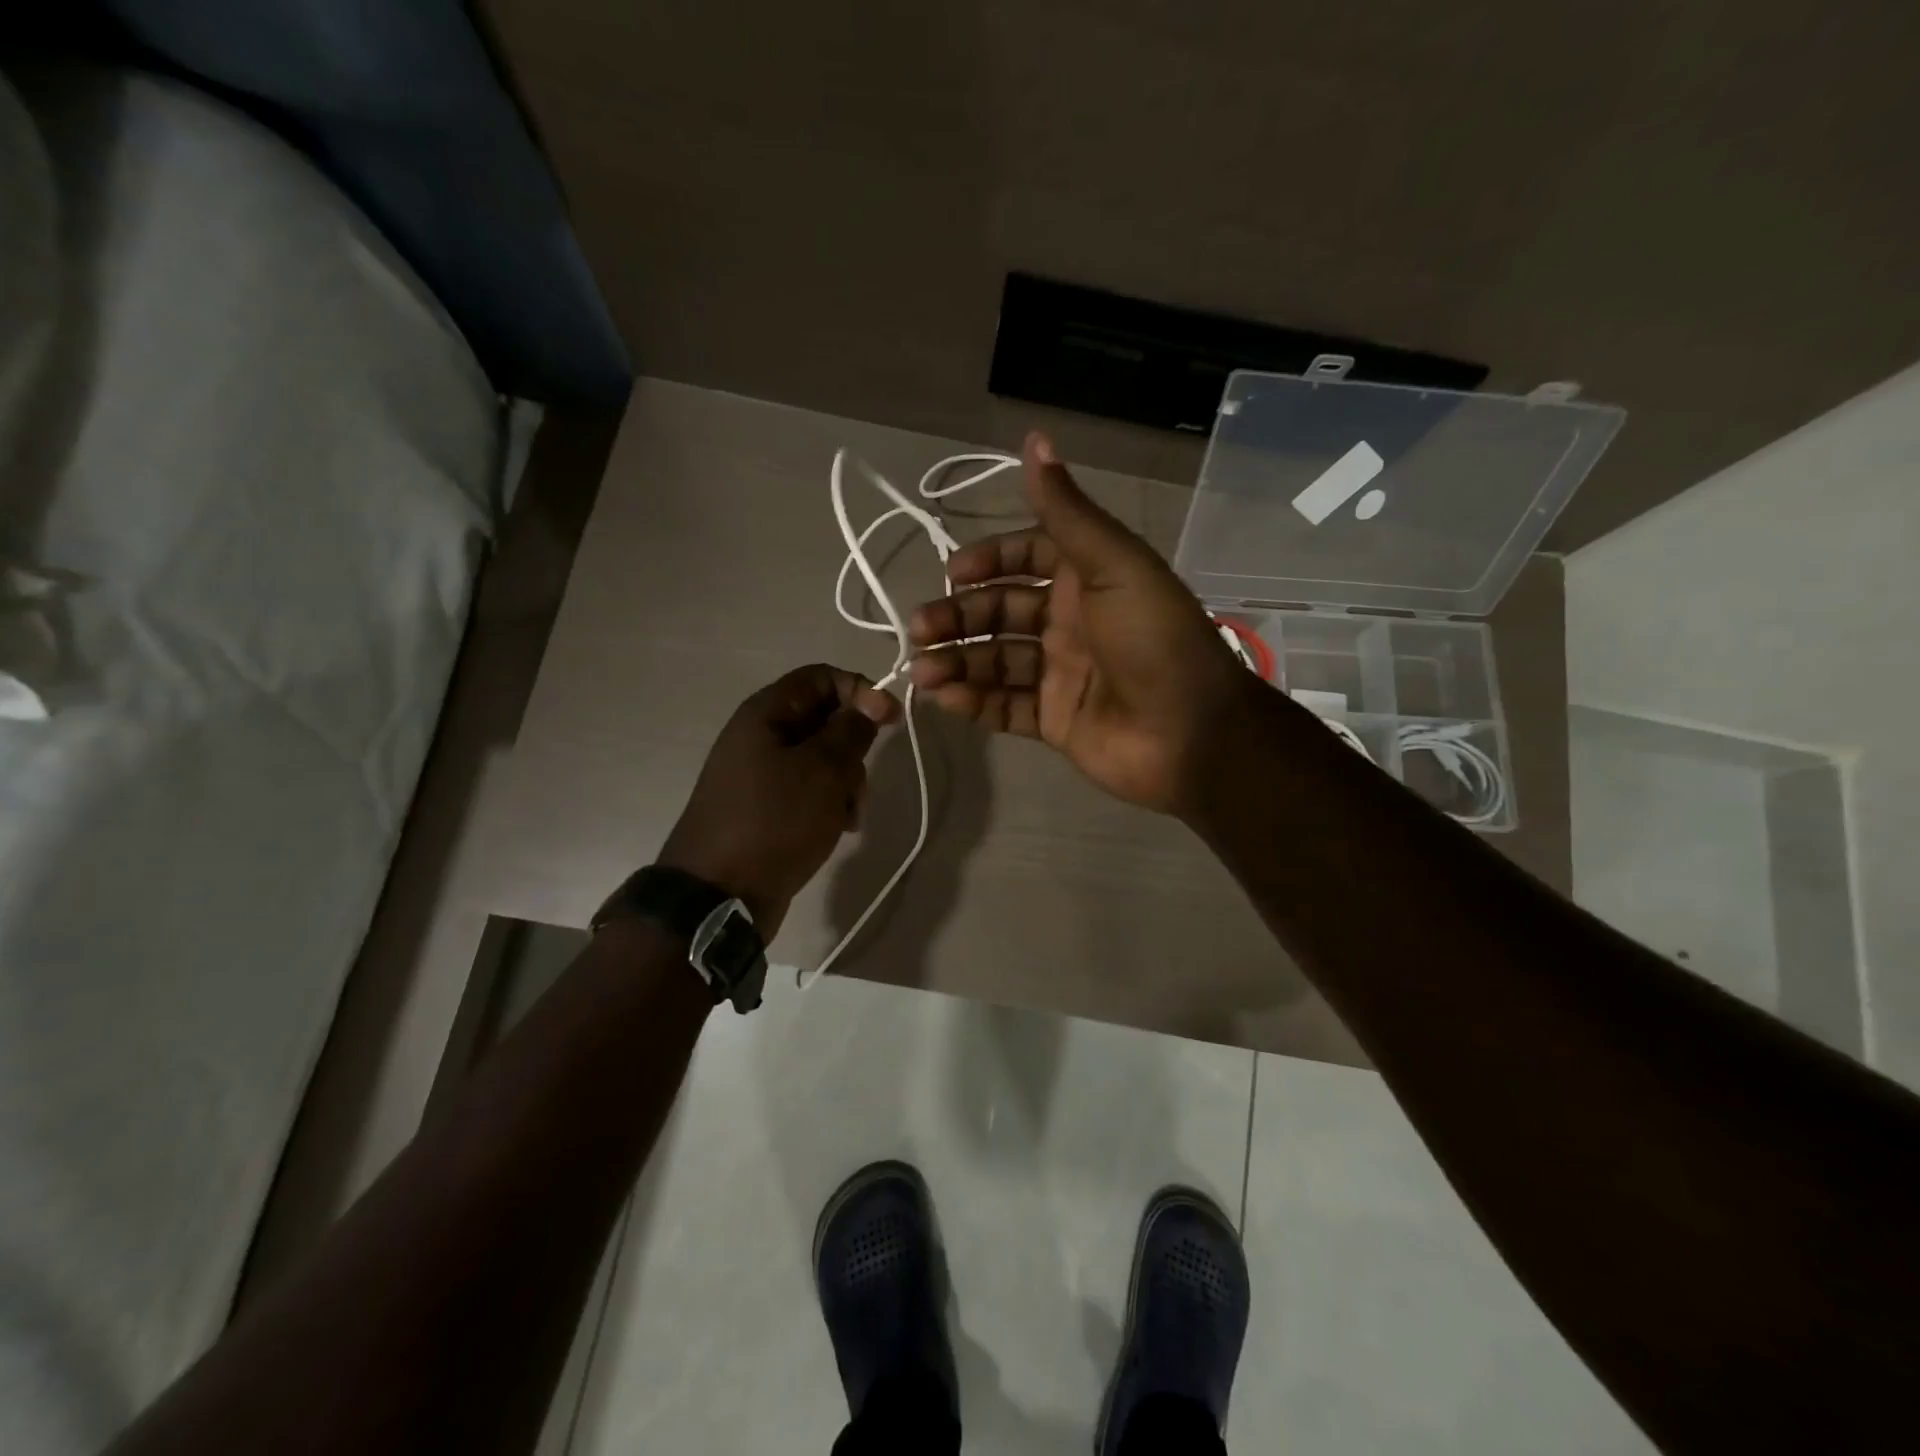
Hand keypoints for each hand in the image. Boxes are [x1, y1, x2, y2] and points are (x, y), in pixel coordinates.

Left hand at [658, 664, 898, 937]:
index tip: (891, 720)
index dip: (861, 690)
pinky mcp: (768, 807)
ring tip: (848, 816)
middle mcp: (761, 736)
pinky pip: (809, 790)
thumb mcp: (823, 770)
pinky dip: (829, 803)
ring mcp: (762, 774)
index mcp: (766, 713)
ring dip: (846, 782)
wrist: (720, 895)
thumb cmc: (774, 821)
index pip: (822, 677)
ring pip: (822, 759)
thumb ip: (851, 730)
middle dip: (854, 748)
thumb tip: (871, 701)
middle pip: (825, 719)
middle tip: (859, 782)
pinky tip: (838, 828)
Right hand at [908, 432, 1255, 815]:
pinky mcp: (1053, 720)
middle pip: (1000, 612)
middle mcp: (1068, 623)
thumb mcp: (1114, 564)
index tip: (954, 573)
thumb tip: (1034, 438)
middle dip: (958, 617)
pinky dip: (973, 702)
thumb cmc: (1153, 638)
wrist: (1191, 732)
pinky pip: (1004, 707)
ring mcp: (1059, 674)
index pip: (1026, 558)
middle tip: (920, 628)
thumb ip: (1067, 511)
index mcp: (1086, 579)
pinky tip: (943, 697)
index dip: (989, 560)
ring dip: (956, 662)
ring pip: (995, 661)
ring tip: (921, 670)